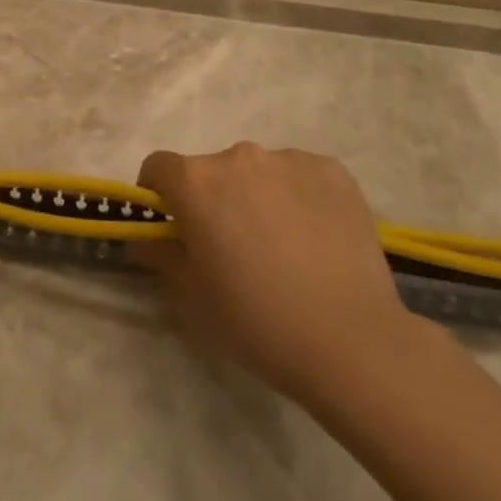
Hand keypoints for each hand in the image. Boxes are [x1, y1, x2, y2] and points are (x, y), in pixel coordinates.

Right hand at [137, 143, 411, 402]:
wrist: (353, 343)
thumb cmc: (259, 322)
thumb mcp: (195, 297)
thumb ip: (163, 256)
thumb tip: (146, 239)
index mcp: (197, 182)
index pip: (159, 167)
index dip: (158, 194)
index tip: (172, 225)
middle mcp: (238, 156)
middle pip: (212, 170)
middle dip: (214, 199)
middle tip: (234, 248)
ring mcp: (289, 159)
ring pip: (259, 172)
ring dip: (258, 196)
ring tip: (284, 248)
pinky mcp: (332, 171)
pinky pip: (301, 176)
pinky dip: (300, 198)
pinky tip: (317, 241)